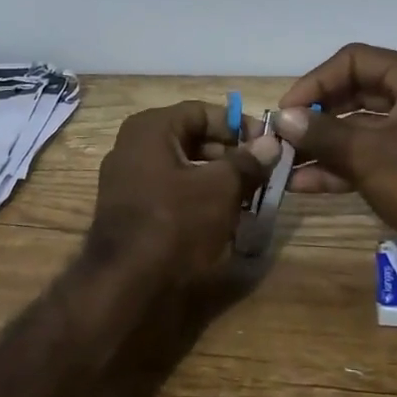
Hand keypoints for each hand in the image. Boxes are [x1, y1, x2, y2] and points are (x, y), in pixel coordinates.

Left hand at [90, 101, 280, 284]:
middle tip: (262, 173)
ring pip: (183, 167)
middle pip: (192, 138)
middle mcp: (133, 146)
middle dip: (230, 155)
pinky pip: (170, 191)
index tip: (268, 145)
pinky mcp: (130, 210)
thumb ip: (247, 162)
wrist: (125, 285)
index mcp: (150, 128)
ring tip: (249, 197)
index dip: (238, 126)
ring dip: (217, 178)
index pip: (203, 112)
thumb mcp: (221, 188)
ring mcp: (128, 179)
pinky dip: (197, 198)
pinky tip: (223, 217)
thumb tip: (271, 143)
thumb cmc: (175, 223)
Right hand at [275, 44, 396, 304]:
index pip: (353, 61)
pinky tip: (304, 182)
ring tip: (283, 162)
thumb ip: (322, 132)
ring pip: (360, 125)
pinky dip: (341, 164)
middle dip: (315, 116)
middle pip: (354, 92)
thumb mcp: (368, 155)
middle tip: (281, 135)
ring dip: (323, 143)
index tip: (285, 111)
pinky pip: (371, 152)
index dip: (315, 83)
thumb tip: (281, 118)